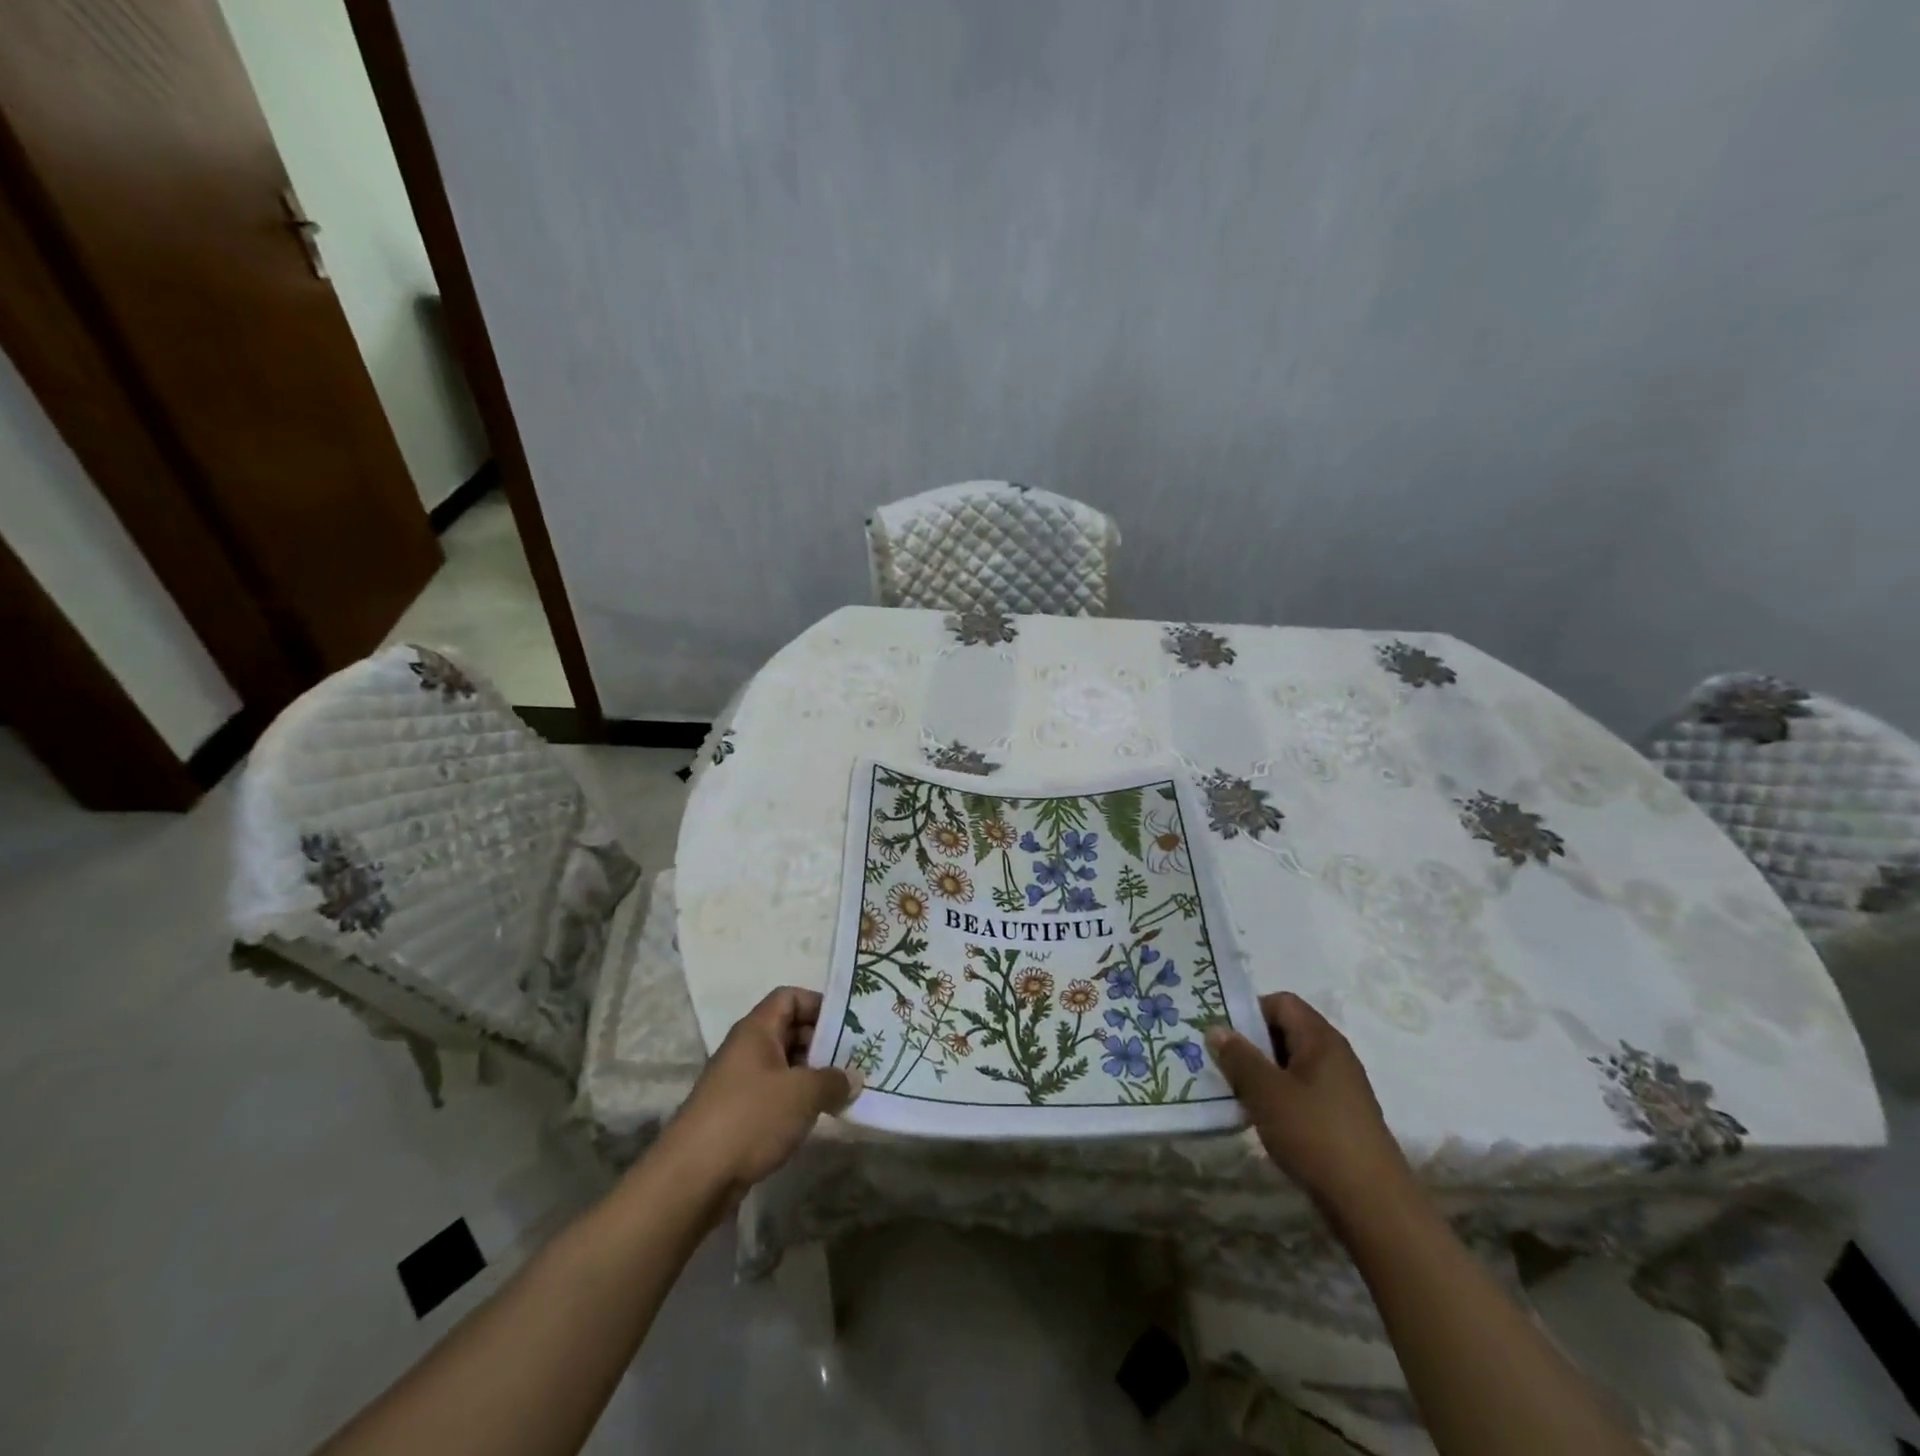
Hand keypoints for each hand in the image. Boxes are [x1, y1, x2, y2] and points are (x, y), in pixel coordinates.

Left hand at [657, 987, 860, 1202]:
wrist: (691, 1179)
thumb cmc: (750, 1118)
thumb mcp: (802, 1094)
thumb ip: (834, 1080)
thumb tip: (854, 1078)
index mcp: (756, 1030)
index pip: (790, 998)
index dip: (819, 1004)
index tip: (849, 1024)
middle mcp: (746, 1049)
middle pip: (790, 1030)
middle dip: (823, 1042)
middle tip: (855, 1058)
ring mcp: (740, 1083)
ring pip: (784, 1065)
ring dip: (813, 1074)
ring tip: (844, 1088)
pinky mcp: (738, 1114)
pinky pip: (775, 1093)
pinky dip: (797, 1099)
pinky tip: (817, 1115)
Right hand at [1206, 993, 1412, 1217]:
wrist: (1373, 1206)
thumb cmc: (1316, 1135)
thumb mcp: (1266, 1092)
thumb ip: (1238, 1057)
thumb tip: (1216, 1029)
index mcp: (1321, 1039)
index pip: (1281, 1002)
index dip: (1249, 1010)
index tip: (1222, 1033)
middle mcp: (1334, 1056)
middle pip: (1285, 1032)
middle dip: (1250, 1044)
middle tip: (1218, 1062)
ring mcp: (1339, 1089)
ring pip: (1290, 1065)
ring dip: (1260, 1074)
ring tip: (1233, 1092)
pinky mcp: (1339, 1119)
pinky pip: (1300, 1092)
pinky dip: (1277, 1098)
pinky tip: (1259, 1119)